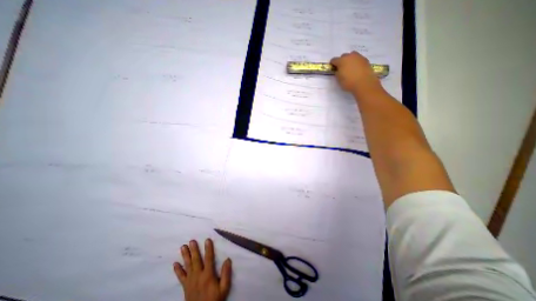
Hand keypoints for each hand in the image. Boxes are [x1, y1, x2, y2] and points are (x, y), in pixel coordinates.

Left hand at [174, 240, 232, 300]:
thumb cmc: (214, 299)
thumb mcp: (224, 288)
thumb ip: (226, 274)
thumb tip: (228, 259)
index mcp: (208, 275)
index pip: (208, 258)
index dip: (208, 249)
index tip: (207, 239)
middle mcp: (198, 276)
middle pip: (196, 260)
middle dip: (194, 250)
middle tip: (191, 241)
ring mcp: (190, 281)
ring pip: (187, 266)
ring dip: (185, 256)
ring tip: (183, 247)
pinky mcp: (185, 286)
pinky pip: (180, 277)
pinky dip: (177, 270)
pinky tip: (175, 263)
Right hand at [332, 51, 380, 93]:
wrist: (364, 83)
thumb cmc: (349, 82)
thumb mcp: (339, 79)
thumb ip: (337, 73)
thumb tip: (338, 70)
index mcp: (341, 61)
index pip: (334, 60)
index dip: (332, 64)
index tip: (333, 68)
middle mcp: (350, 56)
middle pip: (344, 56)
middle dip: (342, 61)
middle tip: (342, 68)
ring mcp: (359, 57)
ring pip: (352, 56)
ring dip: (350, 60)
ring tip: (350, 68)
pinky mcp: (365, 60)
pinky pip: (358, 59)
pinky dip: (356, 63)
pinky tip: (357, 69)